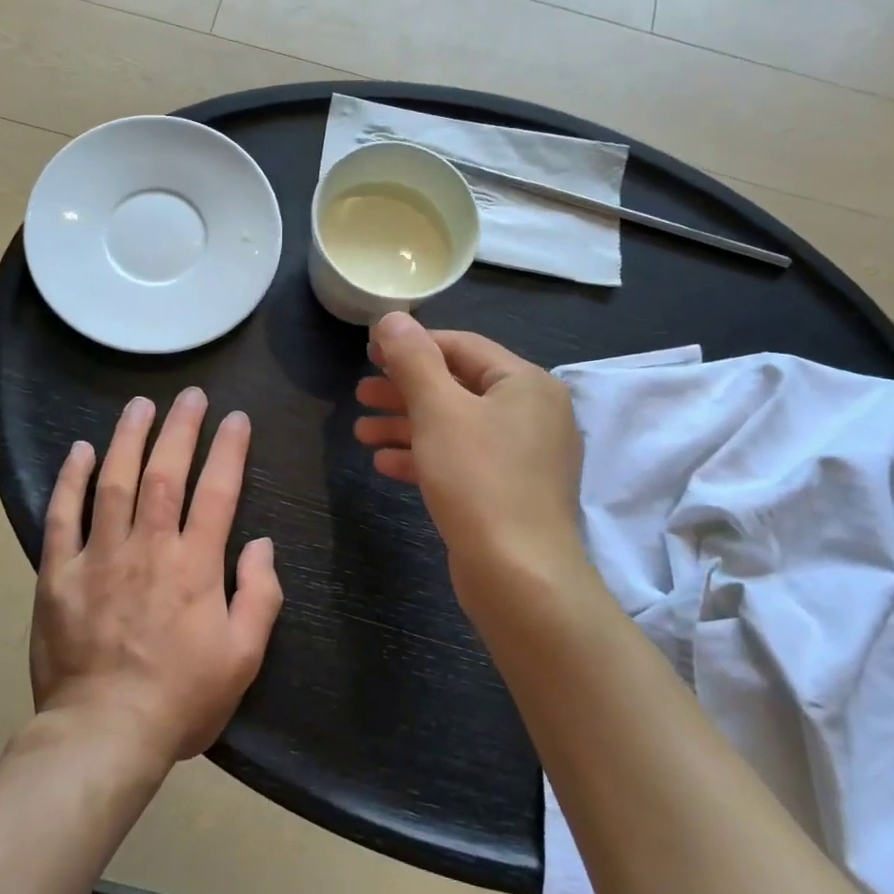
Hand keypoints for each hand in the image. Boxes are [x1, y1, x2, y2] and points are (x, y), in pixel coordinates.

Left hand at [33, 388, 283, 763]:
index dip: (228, 450)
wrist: (104, 734)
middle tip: (190, 395)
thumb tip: (262, 544)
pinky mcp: (58, 574)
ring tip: (140, 405)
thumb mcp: (244, 657)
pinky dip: (71, 479)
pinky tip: (81, 450)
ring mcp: (99, 557)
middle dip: (180, 428)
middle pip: (164, 473)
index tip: (236, 418)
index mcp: (195, 566)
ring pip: (114, 482)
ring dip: (128, 438)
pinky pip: (62, 516)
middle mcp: (148, 548)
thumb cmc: (181, 699)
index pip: (217, 492)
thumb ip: (260, 595)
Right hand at [354, 312, 584, 592]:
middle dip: (404, 390)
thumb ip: (413, 359)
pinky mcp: (509, 491)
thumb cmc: (479, 479)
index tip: (370, 352)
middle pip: (457, 387)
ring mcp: (523, 456)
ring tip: (361, 432)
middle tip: (360, 393)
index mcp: (526, 383)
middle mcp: (532, 413)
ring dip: (407, 425)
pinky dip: (424, 456)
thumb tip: (393, 317)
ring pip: (455, 426)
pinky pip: (462, 460)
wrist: (519, 576)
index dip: (413, 345)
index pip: (462, 346)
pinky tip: (384, 463)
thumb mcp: (438, 410)